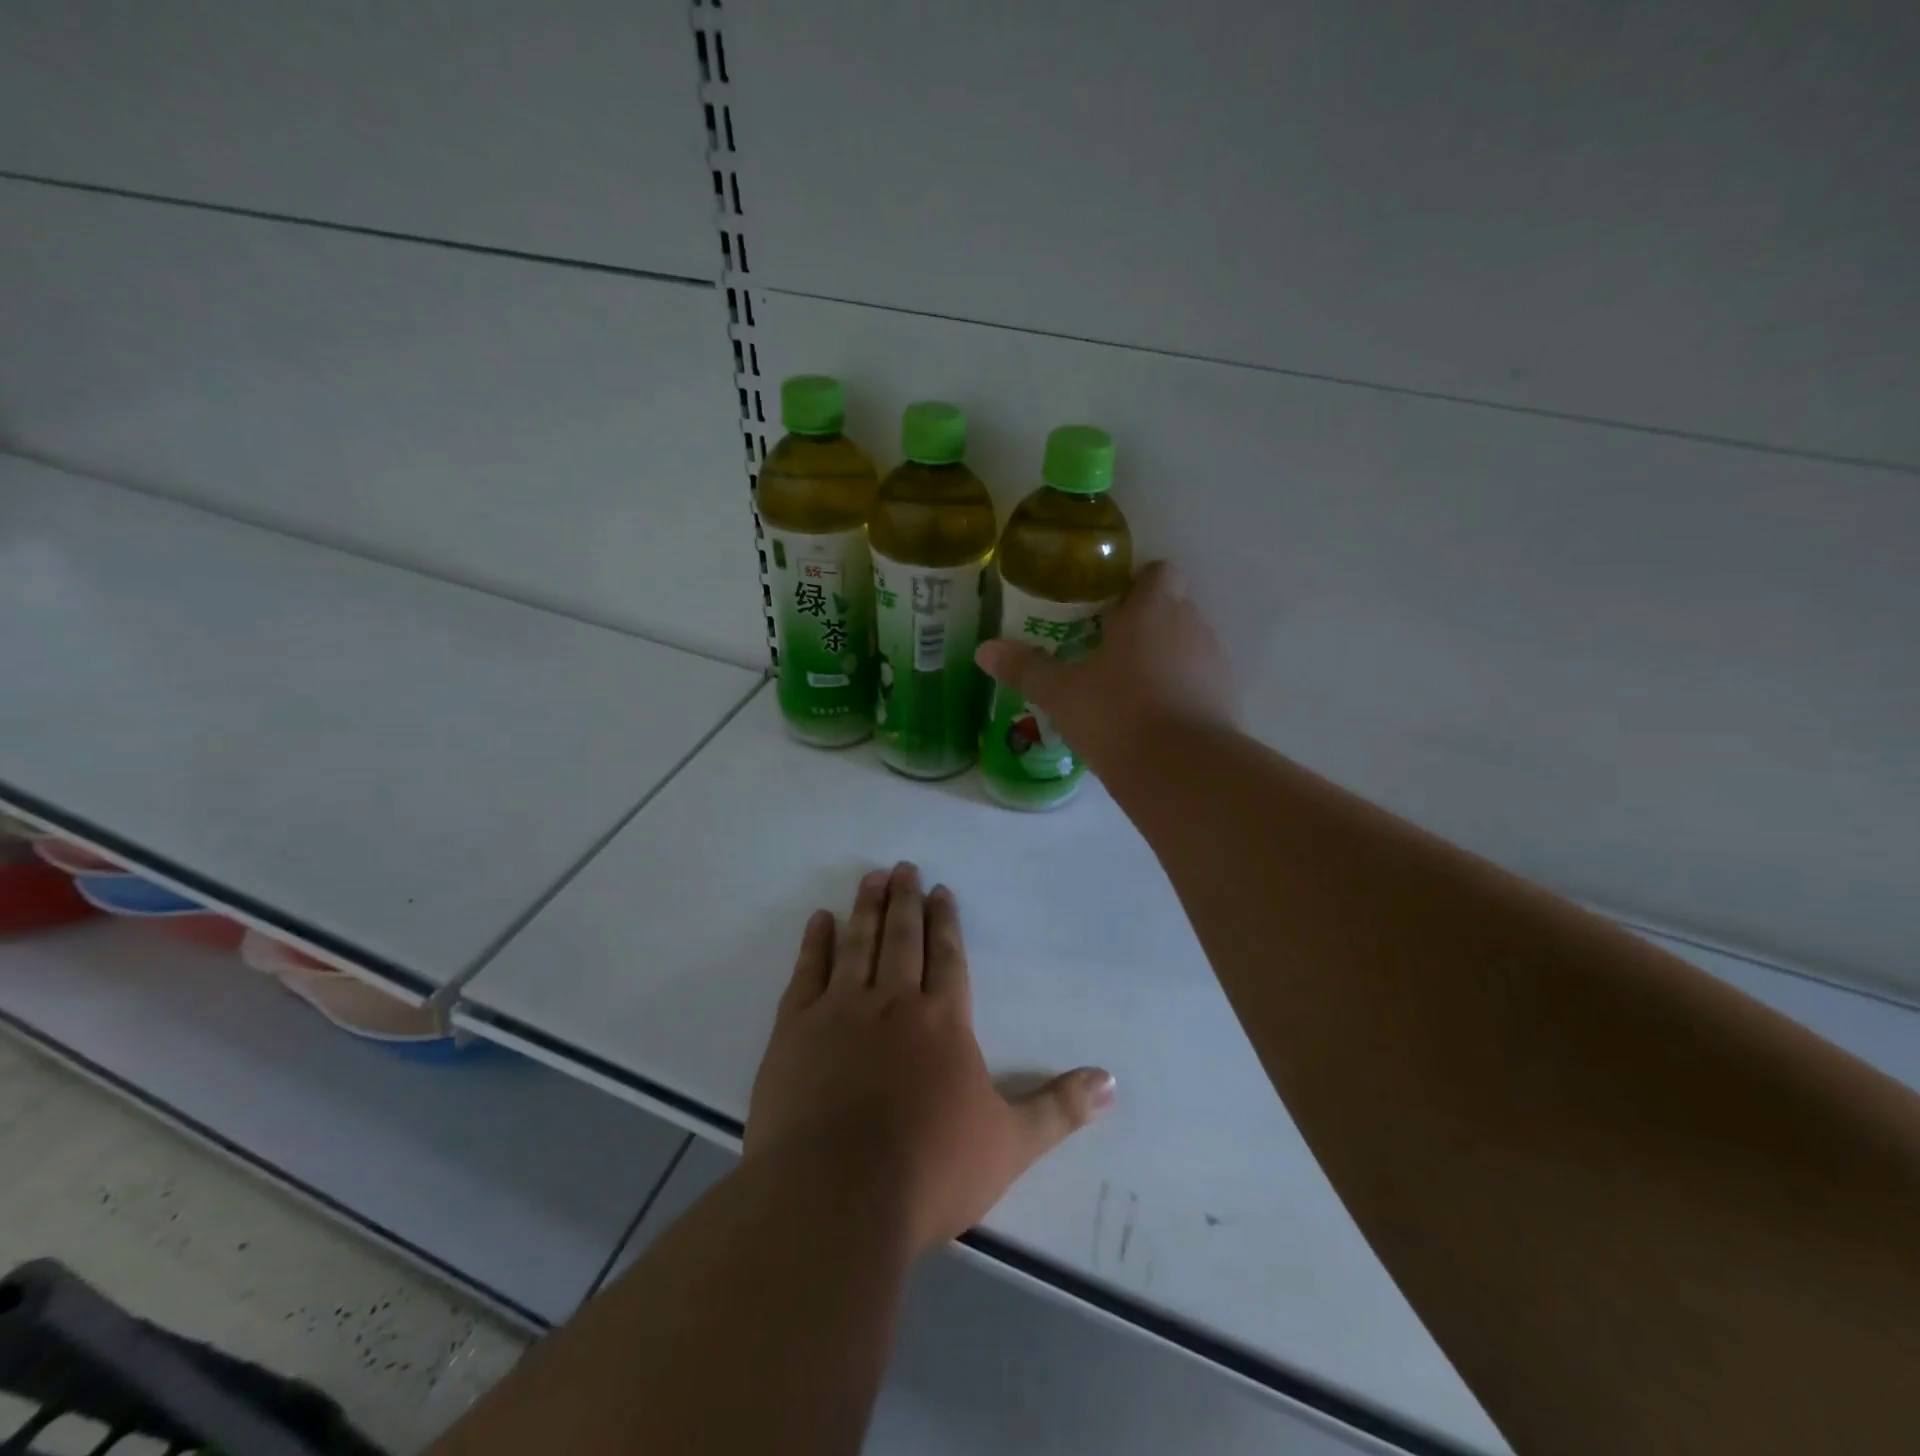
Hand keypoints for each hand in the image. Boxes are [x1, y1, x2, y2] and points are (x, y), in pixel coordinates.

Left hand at [745, 864, 1113, 1255]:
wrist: (836, 1197)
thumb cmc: (930, 1170)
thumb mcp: (1010, 1144)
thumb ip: (1059, 1108)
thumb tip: (1112, 1081)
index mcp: (943, 1021)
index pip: (948, 957)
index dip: (946, 923)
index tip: (941, 892)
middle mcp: (893, 1002)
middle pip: (903, 939)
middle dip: (906, 901)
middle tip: (904, 867)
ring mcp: (840, 1010)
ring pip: (859, 944)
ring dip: (867, 908)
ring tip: (872, 877)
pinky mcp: (795, 1029)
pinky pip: (808, 972)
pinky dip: (815, 943)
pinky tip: (820, 919)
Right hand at [975, 561, 1235, 775]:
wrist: (1182, 771)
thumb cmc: (1117, 714)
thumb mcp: (1061, 693)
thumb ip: (1026, 668)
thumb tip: (984, 650)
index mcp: (1152, 609)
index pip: (1158, 571)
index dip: (1136, 584)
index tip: (1108, 607)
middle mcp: (1190, 624)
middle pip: (1173, 606)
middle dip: (1144, 621)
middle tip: (1107, 647)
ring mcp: (1214, 662)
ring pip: (1187, 643)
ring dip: (1163, 656)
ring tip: (1127, 686)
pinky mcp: (1226, 698)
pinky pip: (1198, 680)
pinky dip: (1179, 688)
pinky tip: (1152, 716)